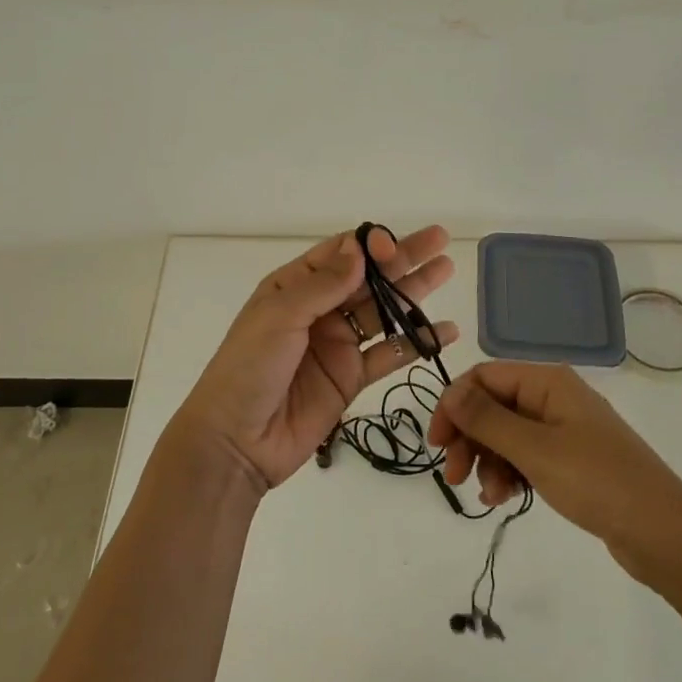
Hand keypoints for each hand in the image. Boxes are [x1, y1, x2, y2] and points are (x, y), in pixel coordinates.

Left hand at [172, 226, 458, 492]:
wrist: (235, 441)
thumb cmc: (248, 368)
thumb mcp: (279, 317)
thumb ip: (323, 285)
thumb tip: (360, 250)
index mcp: (295, 286)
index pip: (340, 253)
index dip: (370, 246)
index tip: (394, 249)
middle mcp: (319, 309)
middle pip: (369, 278)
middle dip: (403, 258)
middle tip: (440, 240)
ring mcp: (337, 344)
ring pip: (383, 311)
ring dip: (414, 292)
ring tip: (446, 270)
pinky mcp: (351, 378)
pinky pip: (389, 354)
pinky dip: (417, 342)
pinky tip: (446, 330)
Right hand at [428, 360, 681, 586]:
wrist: (665, 535)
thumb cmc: (598, 482)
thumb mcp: (535, 450)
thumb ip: (487, 419)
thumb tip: (450, 391)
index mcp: (547, 382)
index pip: (484, 377)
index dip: (455, 405)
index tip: (436, 444)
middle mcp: (553, 397)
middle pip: (492, 405)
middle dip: (468, 438)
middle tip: (453, 476)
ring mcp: (563, 429)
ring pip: (505, 434)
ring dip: (488, 461)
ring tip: (489, 496)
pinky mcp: (571, 460)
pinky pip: (525, 456)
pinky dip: (509, 473)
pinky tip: (504, 499)